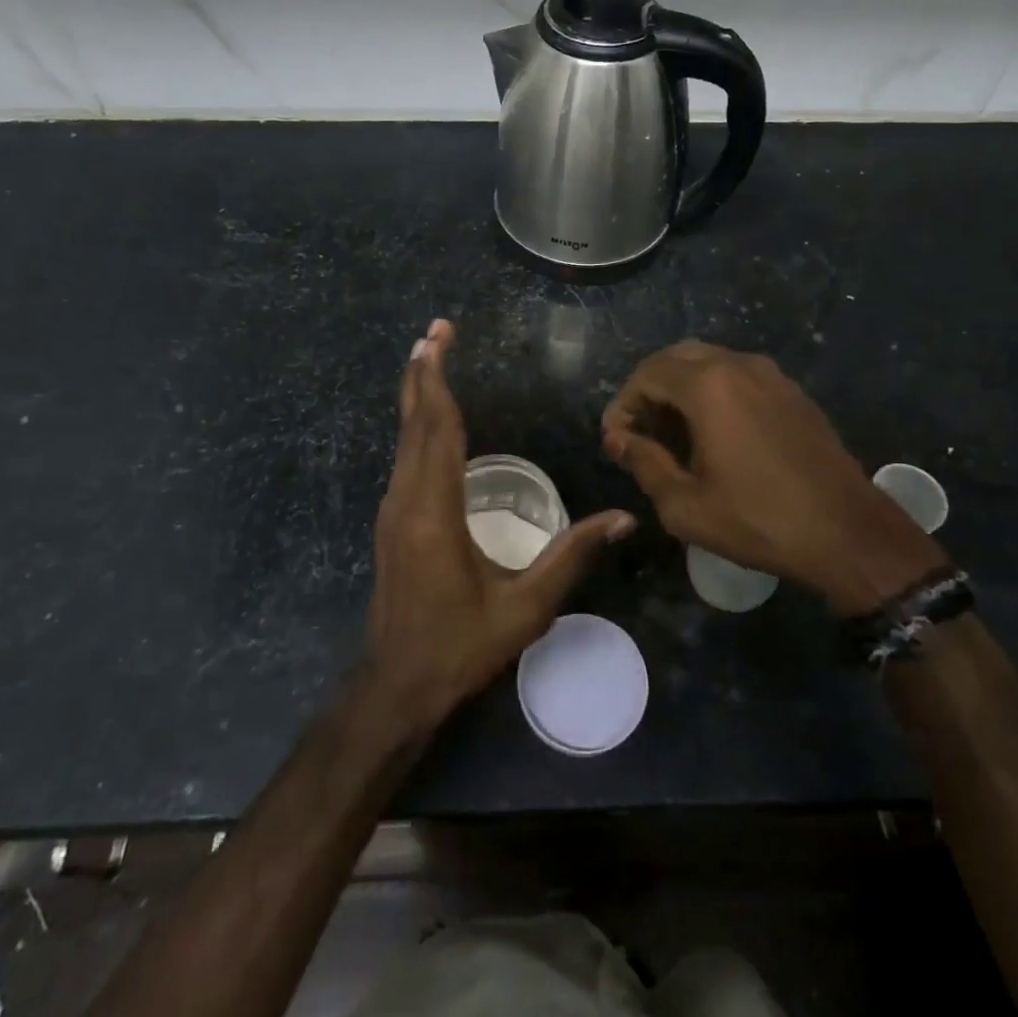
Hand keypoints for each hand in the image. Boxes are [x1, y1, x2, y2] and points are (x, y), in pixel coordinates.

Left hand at [365, 320, 635, 728]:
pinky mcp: (393, 523)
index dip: (440, 378)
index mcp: (435, 511)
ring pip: (404, 438)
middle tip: (434, 329)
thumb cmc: (461, 647)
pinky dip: (416, 425)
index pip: (438, 427)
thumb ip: (572, 556)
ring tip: (427, 358)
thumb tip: (624, 518)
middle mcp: (407, 500)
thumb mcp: (525, 606)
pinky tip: (428, 418)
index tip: (440, 336)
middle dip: (423, 372)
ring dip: (416, 395)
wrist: (397, 687)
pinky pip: (404, 458)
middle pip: (414, 422)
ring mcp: (393, 511)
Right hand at [602, 340, 946, 614]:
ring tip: (673, 434)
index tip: (616, 440)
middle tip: (640, 431)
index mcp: (708, 385)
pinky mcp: (792, 392)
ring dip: (682, 388)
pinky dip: (714, 392)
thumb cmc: (758, 520)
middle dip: (650, 390)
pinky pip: (739, 377)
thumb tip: (618, 439)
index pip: (647, 375)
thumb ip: (643, 462)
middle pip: (676, 358)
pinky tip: (714, 433)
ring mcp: (771, 375)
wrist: (847, 533)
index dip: (623, 404)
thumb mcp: (685, 504)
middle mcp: (739, 365)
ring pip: (710, 363)